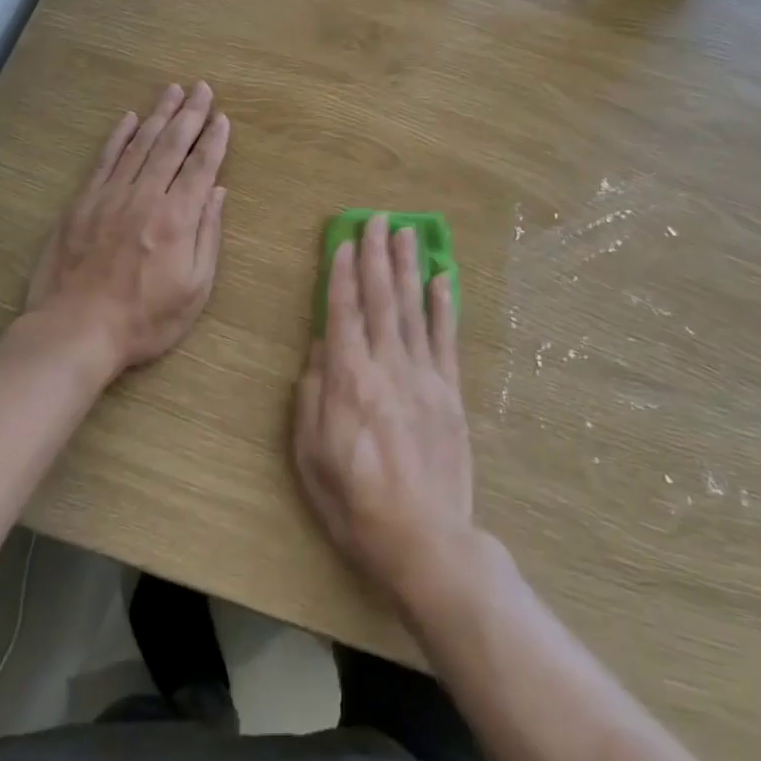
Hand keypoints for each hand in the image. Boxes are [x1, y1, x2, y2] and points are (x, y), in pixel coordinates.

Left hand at [27, 82, 228, 377]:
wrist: (76, 331)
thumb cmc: (144, 319)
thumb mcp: (194, 289)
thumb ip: (207, 236)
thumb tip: (216, 192)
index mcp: (177, 218)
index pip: (201, 167)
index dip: (214, 140)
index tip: (222, 117)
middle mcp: (145, 197)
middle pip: (171, 145)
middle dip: (190, 114)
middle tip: (202, 88)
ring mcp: (110, 196)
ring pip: (139, 144)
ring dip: (158, 115)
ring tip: (172, 91)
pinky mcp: (82, 202)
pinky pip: (104, 159)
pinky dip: (119, 136)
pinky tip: (129, 118)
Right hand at [292, 213, 473, 610]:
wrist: (424, 540)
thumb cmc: (354, 503)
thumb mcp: (310, 456)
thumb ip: (310, 397)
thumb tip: (318, 351)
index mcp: (348, 380)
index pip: (343, 312)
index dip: (341, 273)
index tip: (343, 241)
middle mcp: (387, 367)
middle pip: (380, 299)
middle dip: (376, 256)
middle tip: (377, 219)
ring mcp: (424, 377)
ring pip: (414, 309)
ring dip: (409, 268)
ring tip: (407, 233)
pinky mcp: (449, 393)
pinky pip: (446, 340)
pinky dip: (444, 306)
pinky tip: (443, 279)